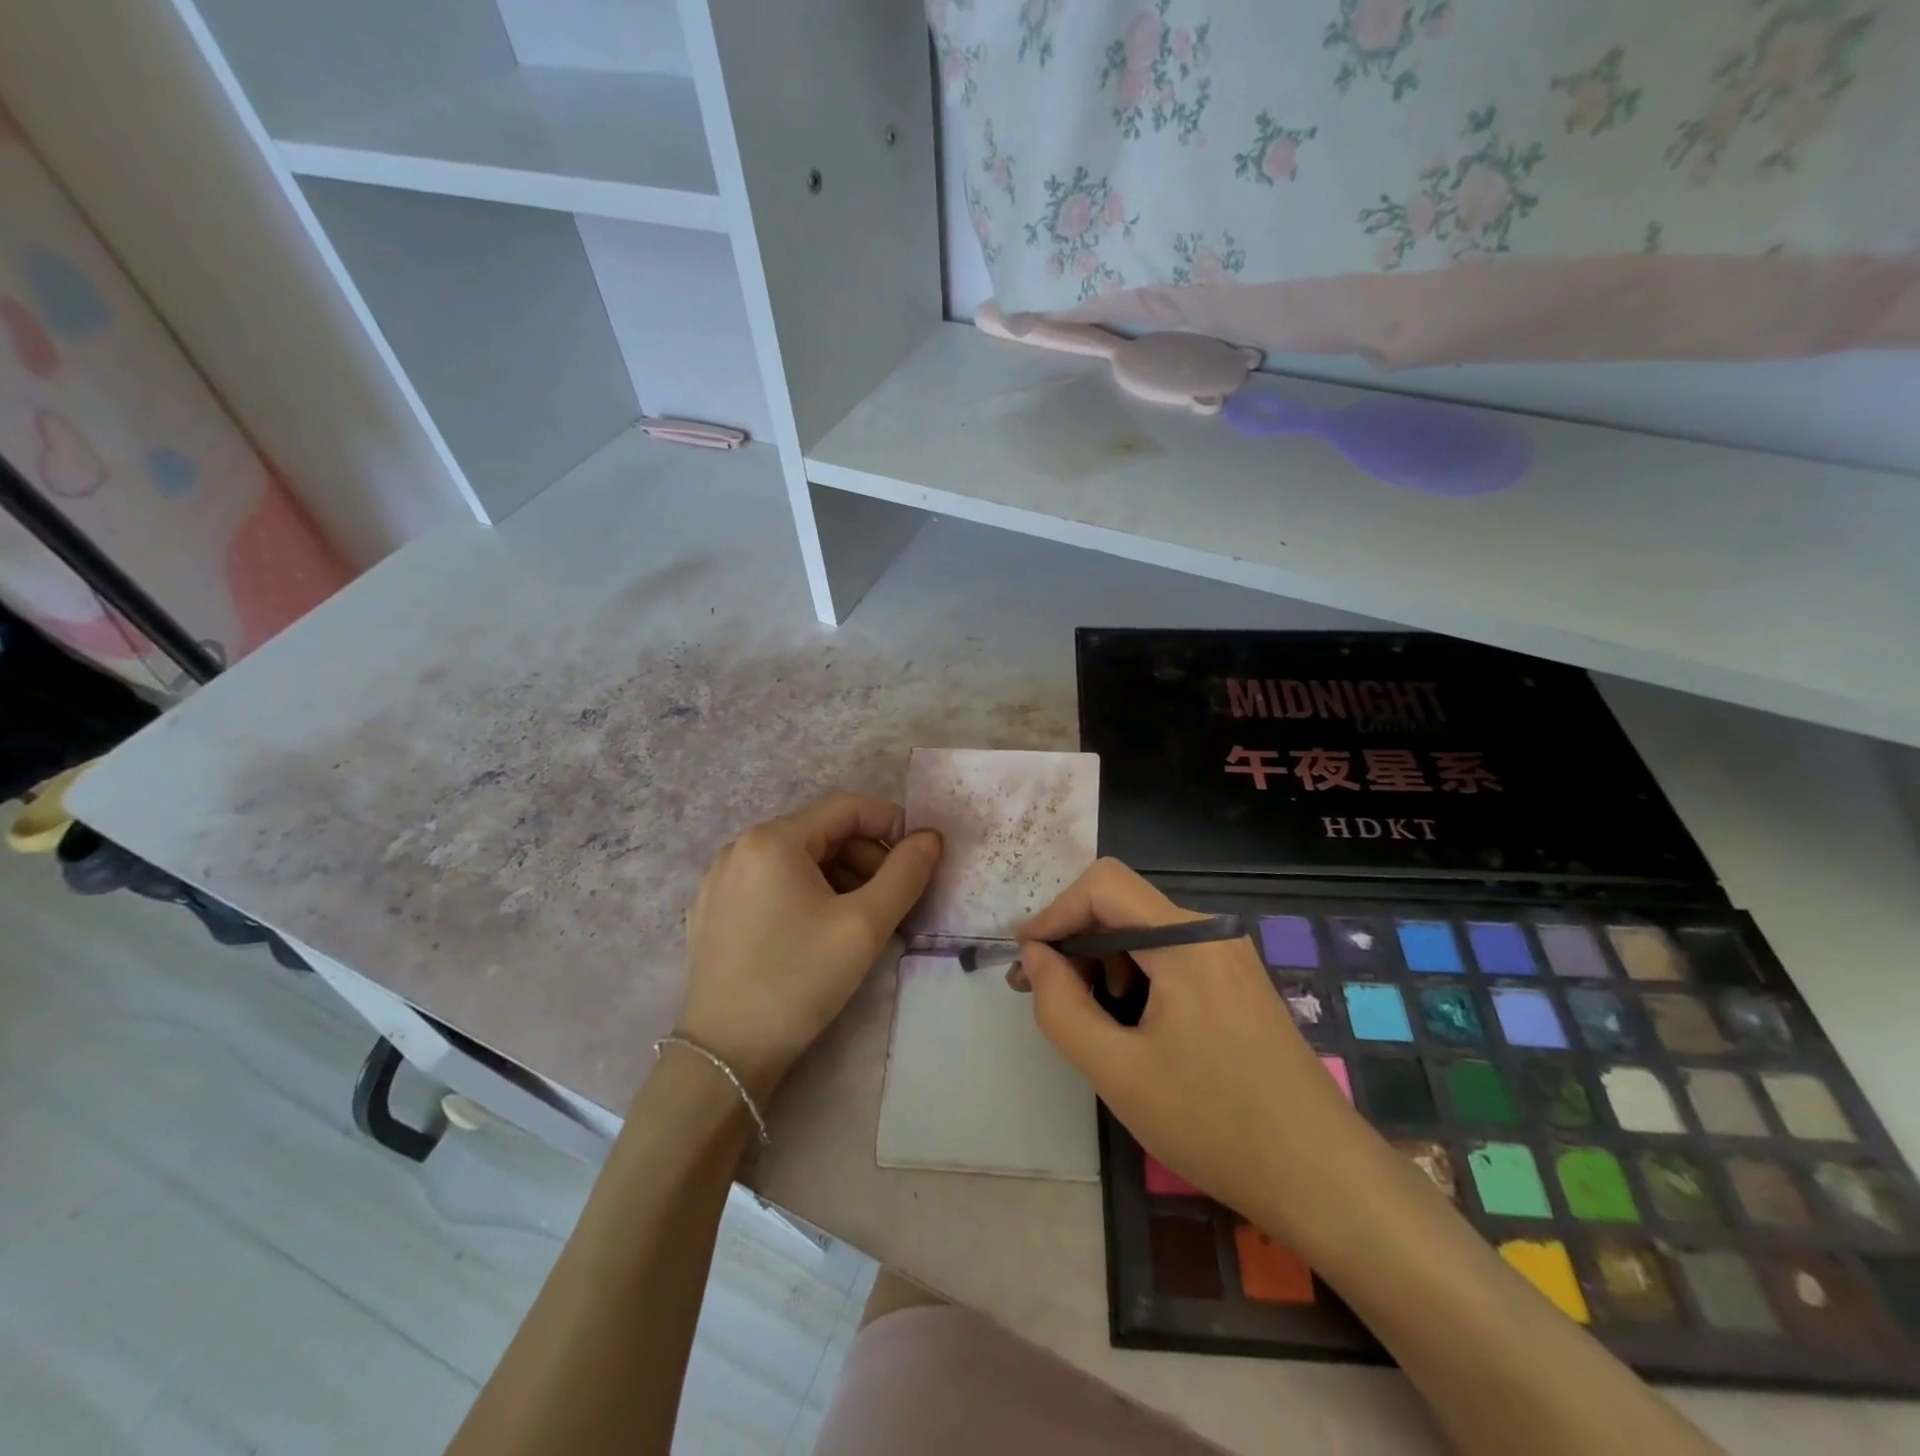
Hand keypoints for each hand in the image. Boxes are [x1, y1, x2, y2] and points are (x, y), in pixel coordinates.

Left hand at [677, 793, 941, 1098]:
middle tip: (893, 898)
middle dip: (865, 857)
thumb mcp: (864, 925)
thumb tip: (930, 836)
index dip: (890, 823)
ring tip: (862, 918)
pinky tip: (820, 931)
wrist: (725, 1056)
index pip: (846, 808)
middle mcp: (740, 847)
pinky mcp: (713, 910)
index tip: (919, 857)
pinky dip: (807, 893)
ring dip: (839, 877)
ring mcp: (721, 880)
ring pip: (797, 860)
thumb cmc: (798, 980)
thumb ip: (905, 873)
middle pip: (820, 833)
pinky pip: (772, 883)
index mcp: (772, 840)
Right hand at [1018, 859, 1355, 1219]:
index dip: (1054, 913)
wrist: (1324, 1178)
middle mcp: (1211, 931)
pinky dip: (1135, 974)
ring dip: (1103, 959)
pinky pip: (1170, 955)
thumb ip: (1060, 1005)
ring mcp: (1230, 955)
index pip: (1102, 885)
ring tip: (1087, 1016)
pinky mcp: (1238, 980)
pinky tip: (1129, 1022)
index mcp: (1186, 940)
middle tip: (1043, 994)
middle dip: (1074, 940)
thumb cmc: (1214, 1124)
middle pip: (1122, 904)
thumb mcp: (1117, 1071)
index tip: (1026, 962)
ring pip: (1144, 929)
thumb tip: (1034, 955)